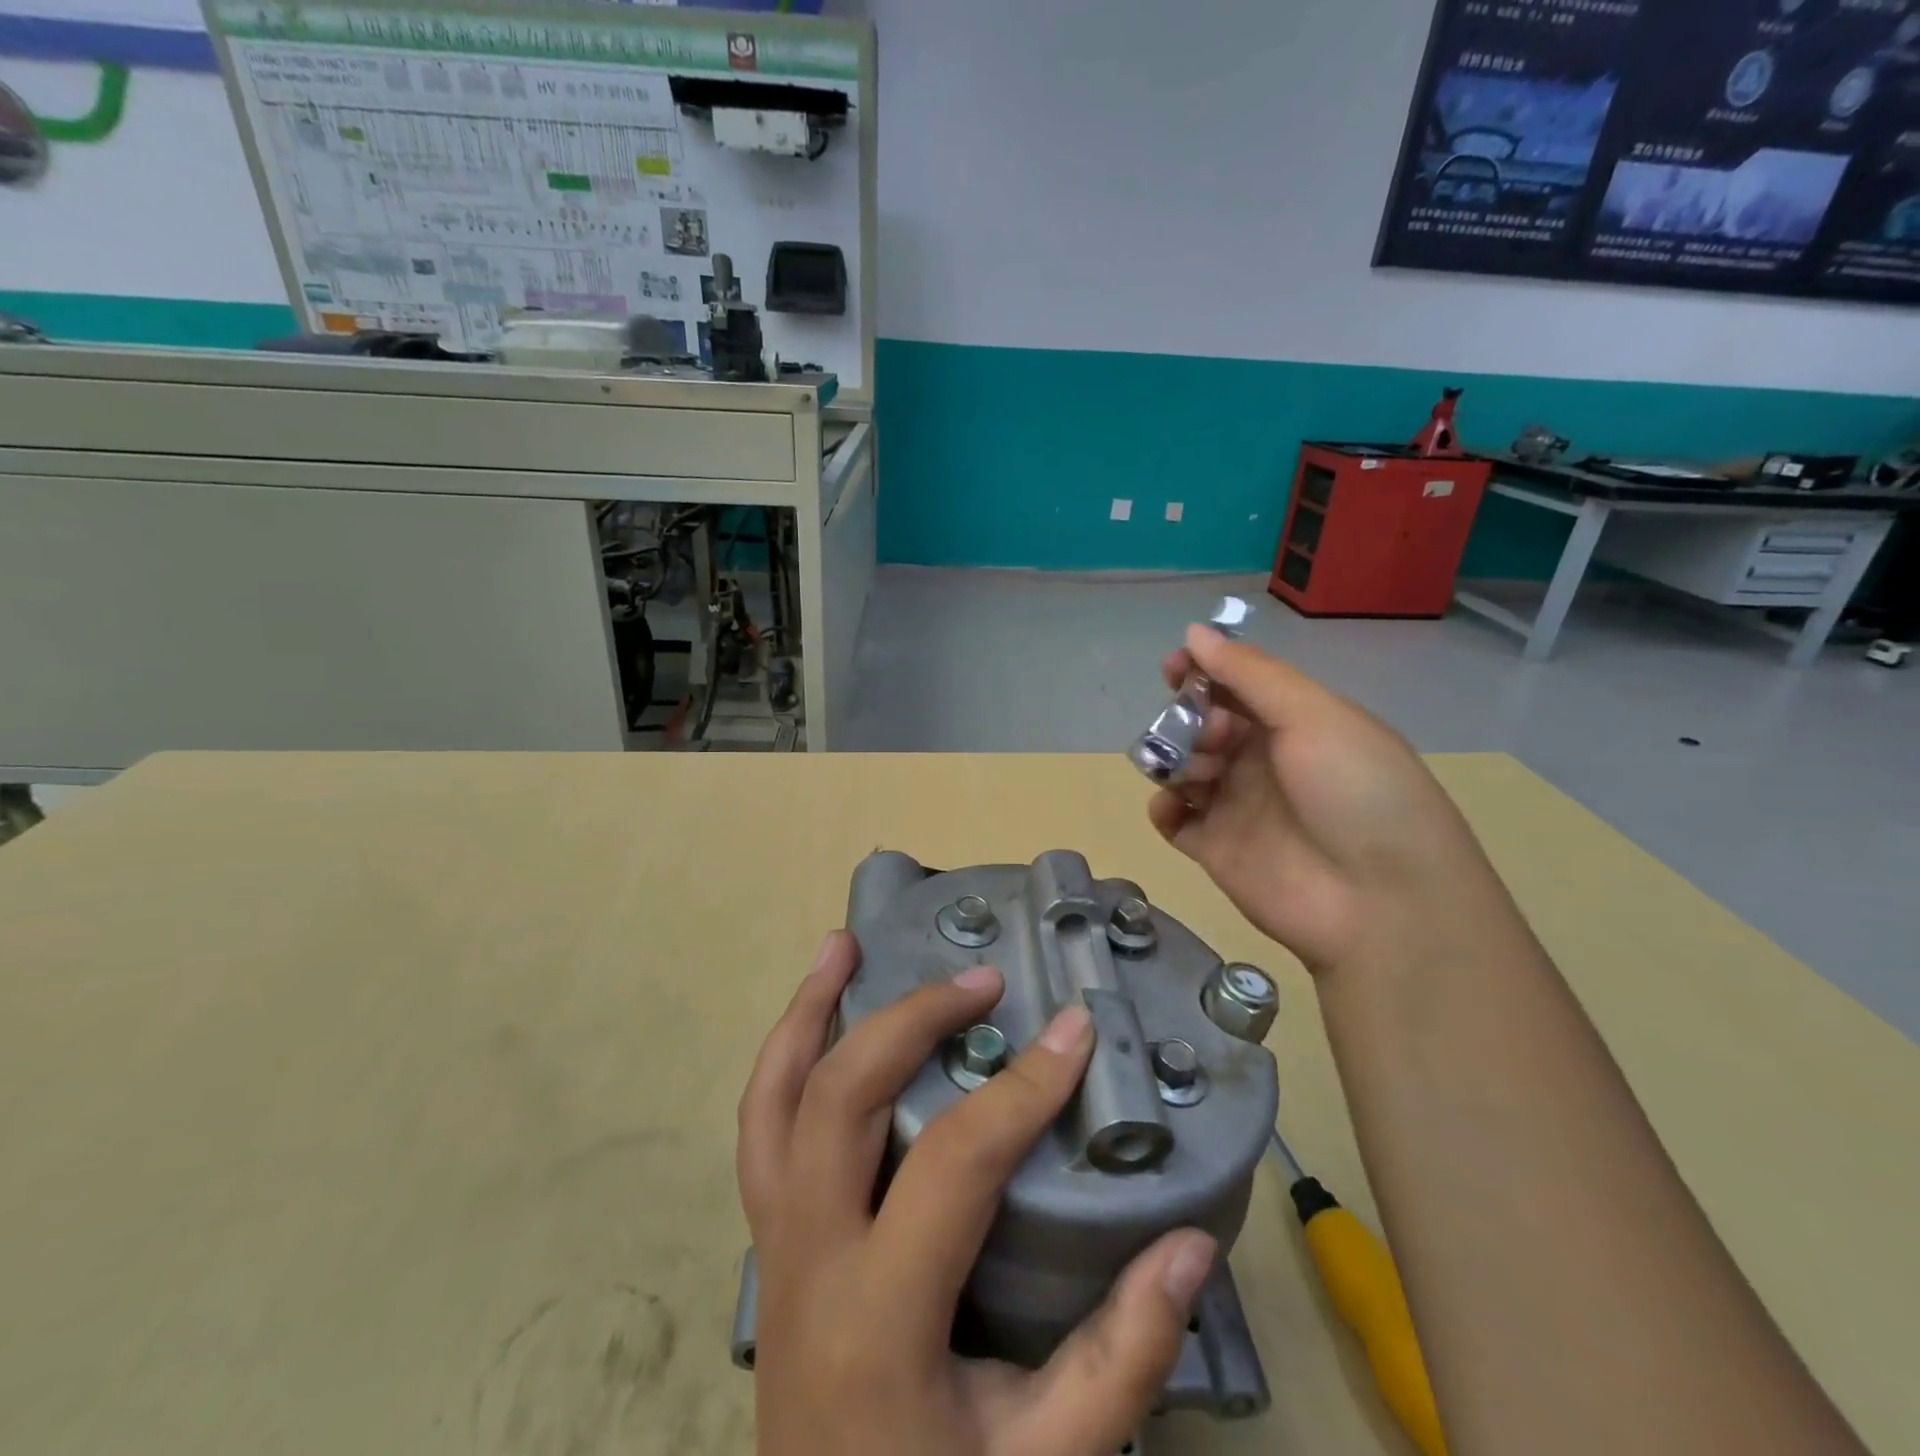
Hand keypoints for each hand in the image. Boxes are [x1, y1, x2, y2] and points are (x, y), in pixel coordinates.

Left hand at [738, 932, 1218, 1455]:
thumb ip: (1123, 1356)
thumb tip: (1190, 1243)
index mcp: (879, 1315)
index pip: (954, 1160)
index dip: (1022, 1088)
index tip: (1075, 1030)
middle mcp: (808, 1259)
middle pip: (843, 1098)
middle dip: (914, 1021)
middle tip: (981, 982)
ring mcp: (773, 1243)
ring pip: (772, 1101)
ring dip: (808, 1013)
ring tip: (844, 945)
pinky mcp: (768, 1239)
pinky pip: (761, 1129)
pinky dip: (784, 1058)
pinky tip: (813, 1017)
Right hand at [1150, 626, 1513, 976]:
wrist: (1380, 902)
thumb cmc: (1356, 793)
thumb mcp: (1314, 715)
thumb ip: (1250, 673)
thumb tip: (1194, 633)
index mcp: (1294, 723)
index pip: (1235, 686)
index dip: (1202, 672)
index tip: (1174, 669)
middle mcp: (1262, 761)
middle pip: (1203, 724)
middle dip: (1191, 718)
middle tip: (1209, 737)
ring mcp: (1237, 806)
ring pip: (1183, 766)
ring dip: (1178, 758)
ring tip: (1200, 774)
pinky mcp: (1215, 849)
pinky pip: (1172, 819)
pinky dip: (1163, 805)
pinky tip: (1175, 805)